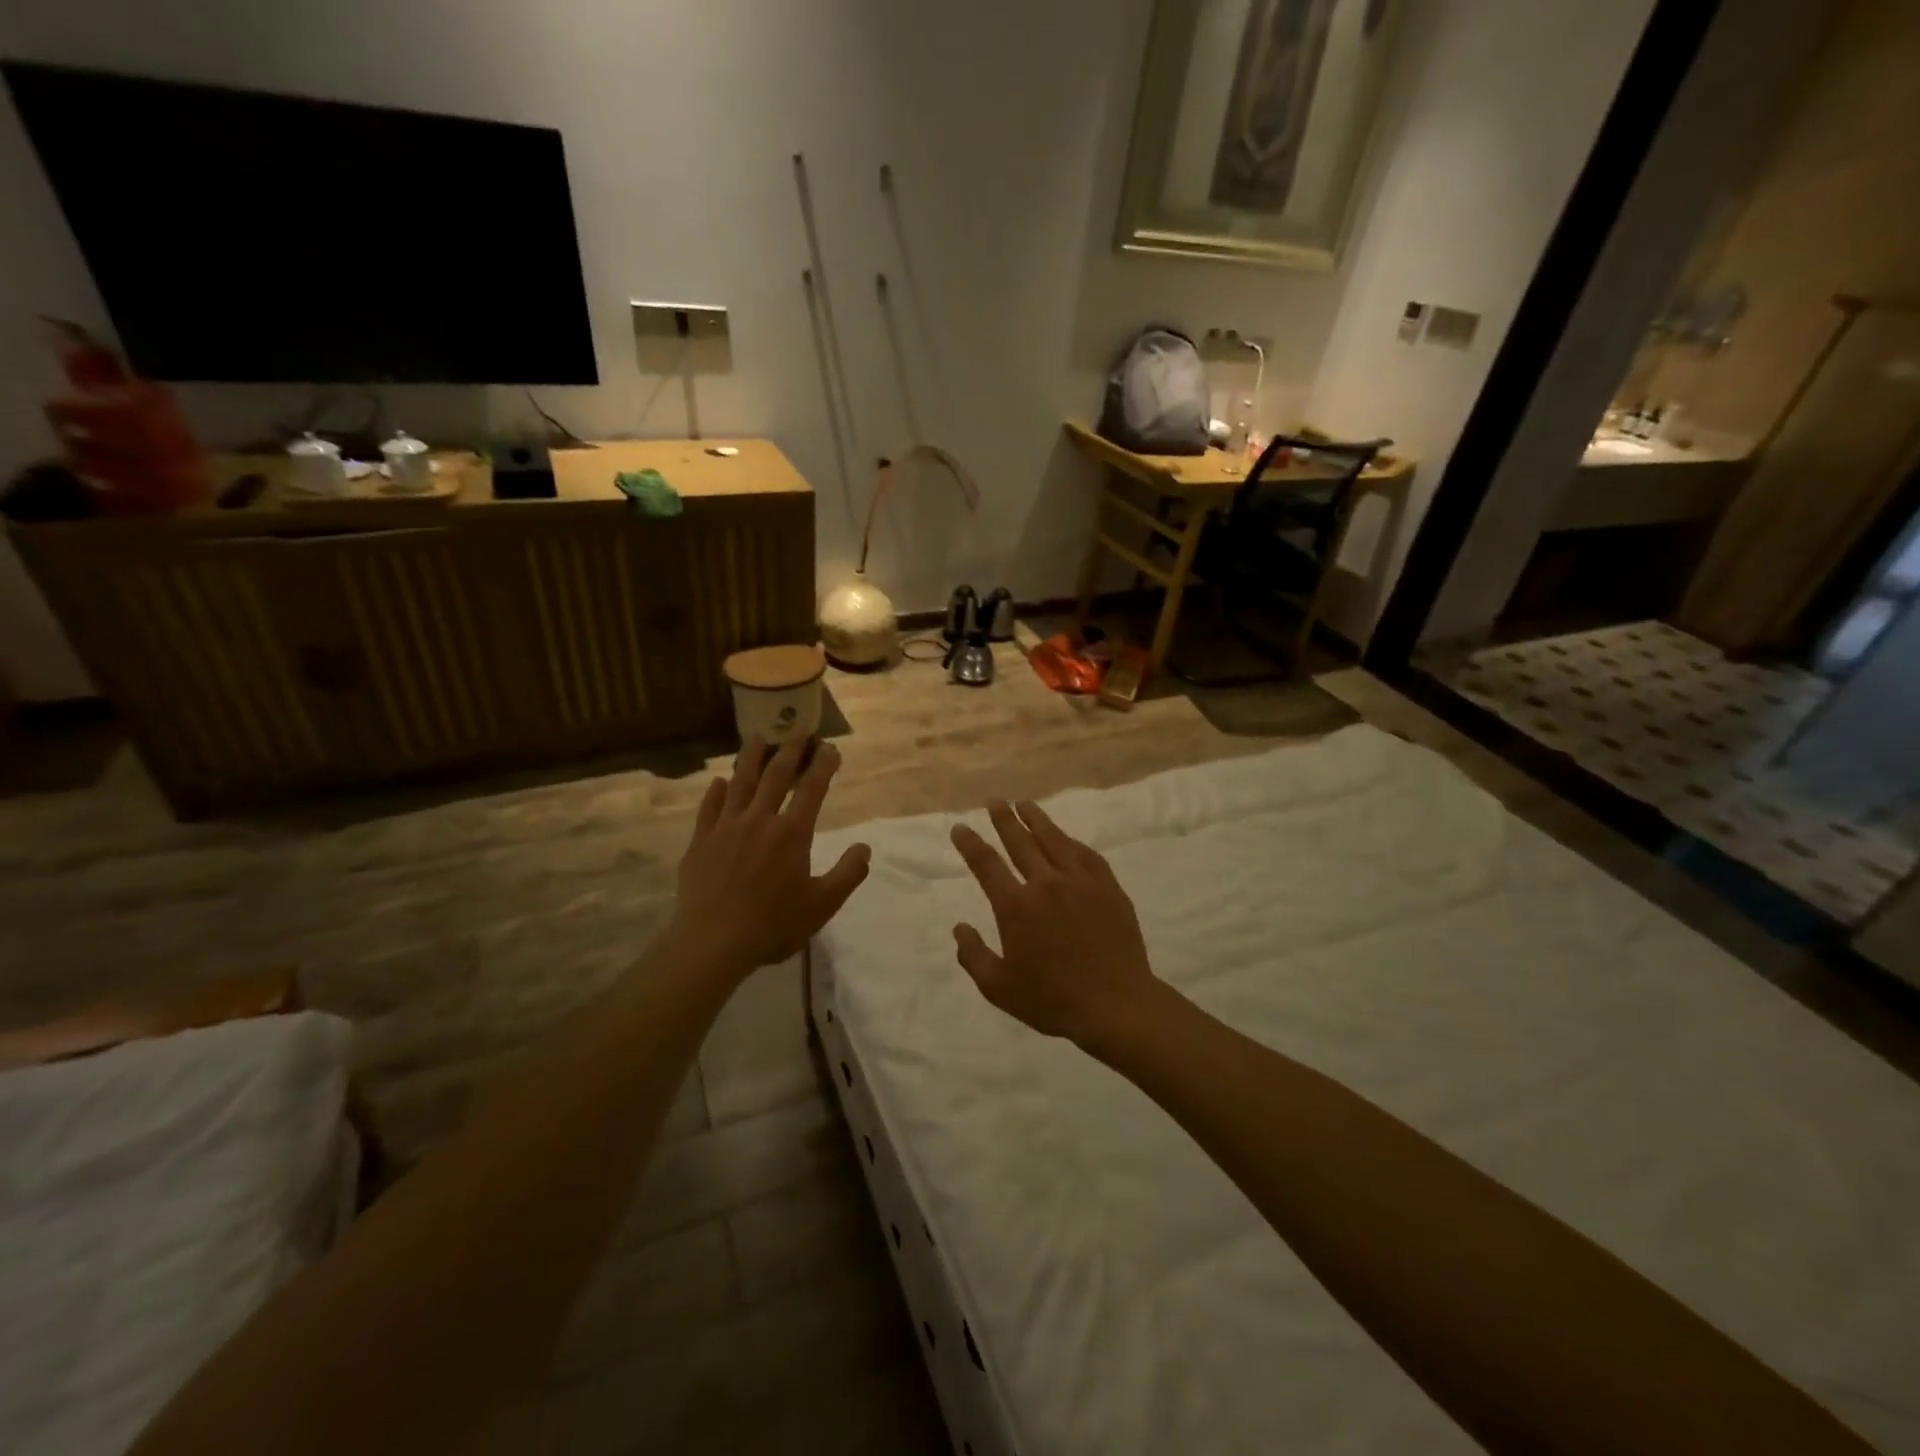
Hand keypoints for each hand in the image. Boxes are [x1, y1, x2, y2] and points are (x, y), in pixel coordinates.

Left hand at [669, 738, 870, 978]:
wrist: (712, 942)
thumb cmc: (773, 925)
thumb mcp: (822, 905)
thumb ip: (848, 874)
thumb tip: (865, 847)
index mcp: (792, 833)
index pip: (812, 789)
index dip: (823, 765)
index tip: (830, 747)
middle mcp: (759, 820)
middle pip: (776, 776)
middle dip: (790, 751)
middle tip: (798, 731)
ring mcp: (726, 828)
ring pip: (740, 783)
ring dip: (751, 758)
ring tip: (758, 738)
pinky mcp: (701, 842)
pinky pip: (709, 808)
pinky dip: (715, 791)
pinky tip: (718, 782)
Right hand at [949, 800, 1159, 1046]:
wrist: (1115, 1005)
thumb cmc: (1052, 1000)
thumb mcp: (999, 988)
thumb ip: (973, 956)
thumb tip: (959, 927)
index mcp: (1016, 907)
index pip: (986, 865)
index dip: (970, 844)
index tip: (960, 828)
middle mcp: (1045, 884)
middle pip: (1019, 842)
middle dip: (1003, 819)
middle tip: (994, 801)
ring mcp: (1080, 882)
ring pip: (1054, 839)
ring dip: (1036, 819)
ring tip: (1025, 804)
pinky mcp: (1107, 887)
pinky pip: (1086, 854)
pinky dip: (1071, 841)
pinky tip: (1066, 838)